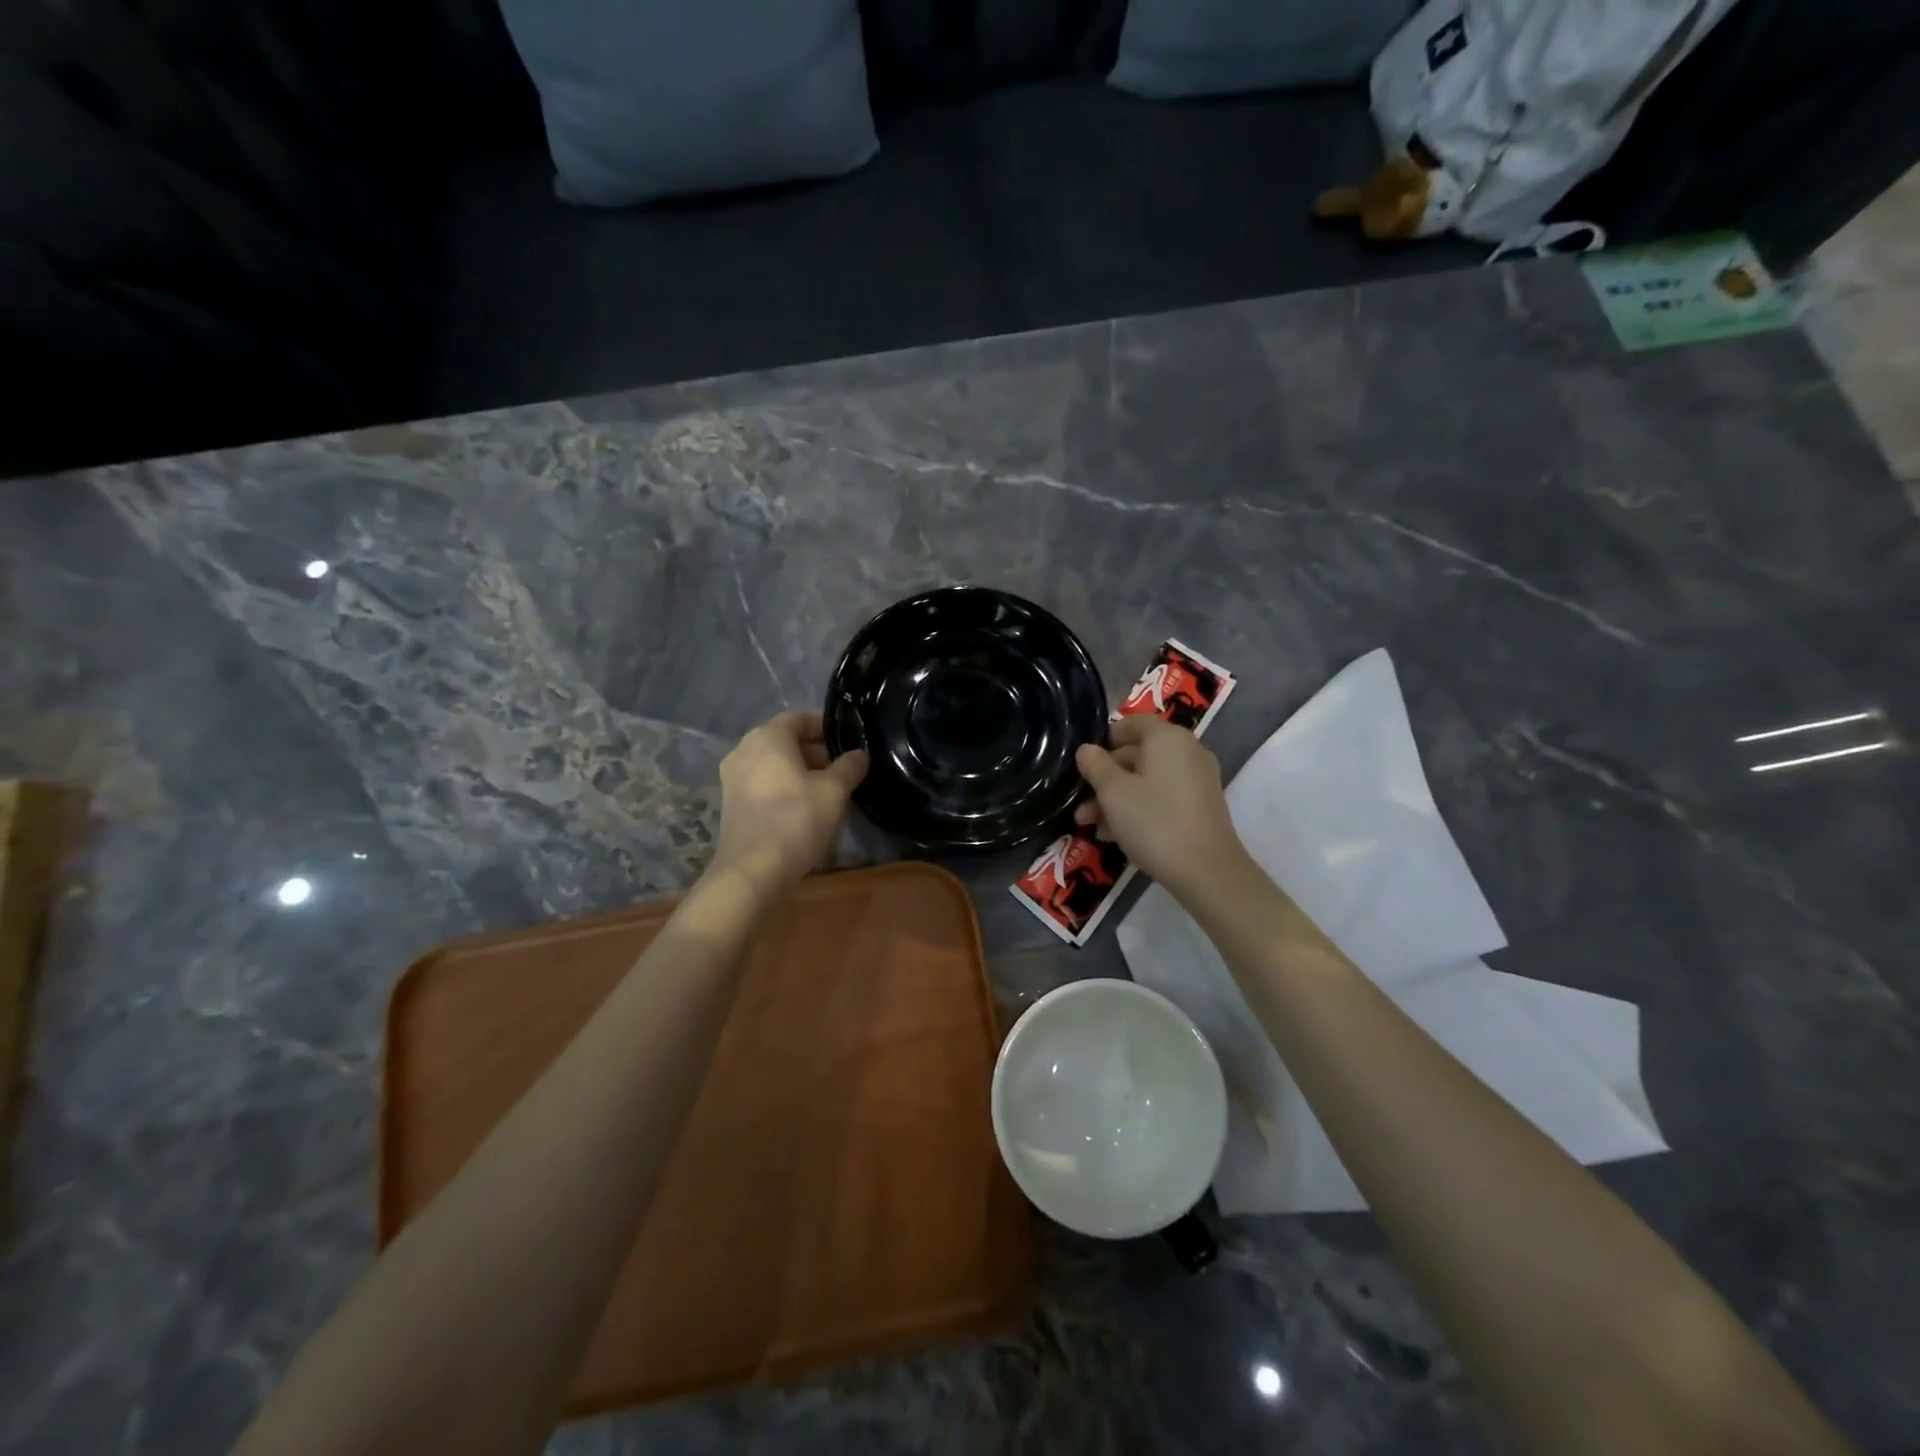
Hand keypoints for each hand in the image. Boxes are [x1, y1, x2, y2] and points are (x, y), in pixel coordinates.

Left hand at [707, 710, 867, 894]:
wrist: (752, 871)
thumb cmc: (795, 820)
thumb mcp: (834, 791)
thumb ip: (849, 767)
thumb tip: (859, 754)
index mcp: (767, 737)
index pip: (798, 718)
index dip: (825, 725)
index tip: (849, 738)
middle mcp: (744, 750)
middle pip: (784, 740)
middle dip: (815, 750)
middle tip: (844, 766)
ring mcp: (733, 778)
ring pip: (773, 763)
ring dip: (800, 770)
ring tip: (829, 788)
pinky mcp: (731, 803)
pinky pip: (763, 782)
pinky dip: (784, 786)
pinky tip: (805, 806)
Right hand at [1074, 714, 1249, 901]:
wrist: (1207, 872)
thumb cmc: (1154, 821)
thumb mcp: (1113, 792)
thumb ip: (1095, 766)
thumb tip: (1087, 749)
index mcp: (1168, 738)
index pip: (1133, 723)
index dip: (1105, 738)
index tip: (1084, 761)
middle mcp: (1187, 752)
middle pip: (1138, 754)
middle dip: (1105, 778)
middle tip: (1080, 802)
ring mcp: (1197, 781)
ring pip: (1147, 780)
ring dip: (1116, 799)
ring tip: (1090, 825)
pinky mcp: (1201, 808)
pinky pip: (1162, 798)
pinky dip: (1139, 809)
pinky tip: (1115, 836)